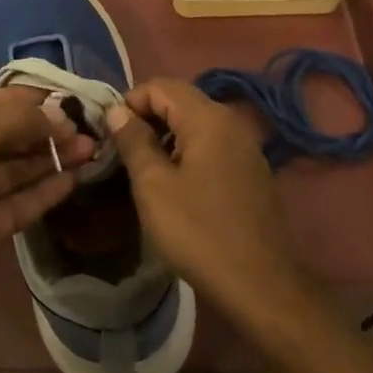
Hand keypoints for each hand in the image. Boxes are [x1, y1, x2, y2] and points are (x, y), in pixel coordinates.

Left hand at [0, 87, 95, 324]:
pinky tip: (74, 178)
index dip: (21, 99)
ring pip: (15, 169)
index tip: (60, 99)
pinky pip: (19, 202)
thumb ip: (18, 120)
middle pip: (3, 136)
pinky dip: (45, 190)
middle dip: (42, 130)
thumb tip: (60, 115)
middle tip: (83, 126)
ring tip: (89, 148)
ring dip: (50, 158)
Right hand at [107, 78, 305, 325]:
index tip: (110, 133)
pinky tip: (176, 183)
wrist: (262, 287)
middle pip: (180, 100)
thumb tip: (117, 111)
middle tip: (122, 150)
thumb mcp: (153, 186)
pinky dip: (188, 151)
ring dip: (166, 135)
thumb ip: (133, 141)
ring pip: (196, 123)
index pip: (160, 86)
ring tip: (144, 167)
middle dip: (147, 117)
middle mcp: (230, 122)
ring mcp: (246, 147)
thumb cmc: (199, 232)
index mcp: (207, 118)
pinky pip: (212, 145)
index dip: (130, 102)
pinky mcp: (252, 171)